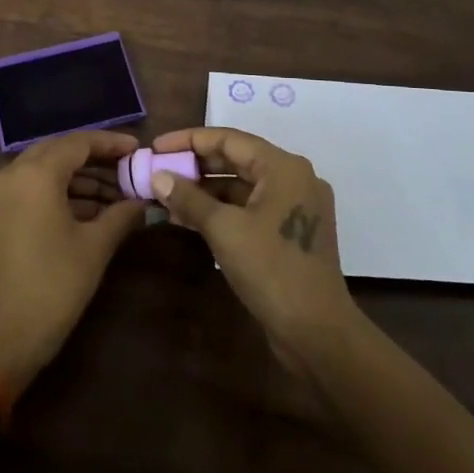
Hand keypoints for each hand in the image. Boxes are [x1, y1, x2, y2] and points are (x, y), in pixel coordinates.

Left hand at [0, 131, 145, 392]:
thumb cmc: (52, 287)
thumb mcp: (94, 248)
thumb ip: (121, 215)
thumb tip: (144, 201)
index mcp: (35, 174)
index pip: (78, 142)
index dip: (110, 143)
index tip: (138, 149)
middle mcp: (11, 174)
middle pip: (59, 152)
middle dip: (96, 160)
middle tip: (129, 170)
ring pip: (45, 171)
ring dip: (79, 179)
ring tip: (118, 195)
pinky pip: (31, 189)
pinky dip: (60, 193)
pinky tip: (91, 211)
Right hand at [150, 127, 359, 375]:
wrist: (317, 332)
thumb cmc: (271, 270)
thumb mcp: (224, 229)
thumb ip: (189, 198)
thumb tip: (158, 176)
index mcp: (284, 167)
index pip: (229, 139)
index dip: (189, 140)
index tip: (156, 147)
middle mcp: (293, 179)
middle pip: (236, 159)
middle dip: (195, 166)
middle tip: (158, 170)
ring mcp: (294, 207)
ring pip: (241, 186)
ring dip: (204, 190)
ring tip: (165, 196)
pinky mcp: (289, 232)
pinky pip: (249, 208)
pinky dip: (220, 210)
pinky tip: (188, 218)